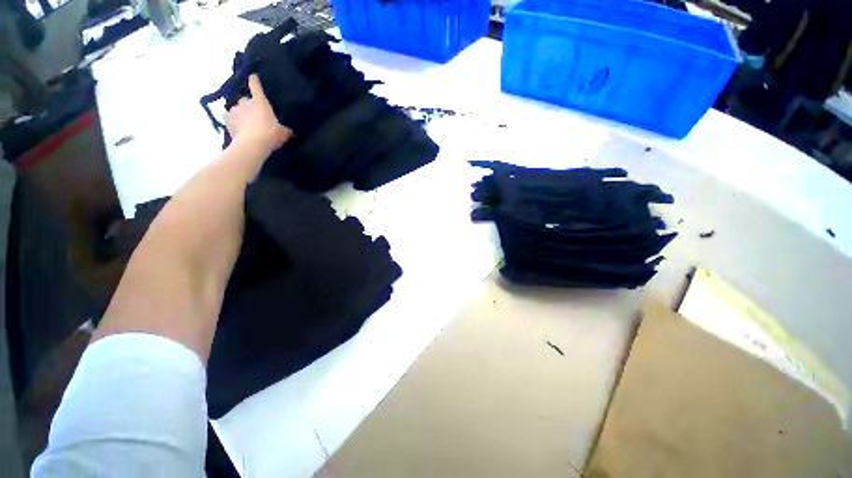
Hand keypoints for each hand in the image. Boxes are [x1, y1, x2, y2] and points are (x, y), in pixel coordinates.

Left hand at [226, 74, 291, 151]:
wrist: (252, 144)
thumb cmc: (270, 135)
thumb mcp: (284, 133)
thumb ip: (286, 130)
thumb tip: (291, 131)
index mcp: (260, 101)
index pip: (256, 85)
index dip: (255, 81)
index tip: (253, 77)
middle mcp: (245, 102)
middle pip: (245, 99)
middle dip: (248, 104)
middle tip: (254, 113)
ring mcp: (234, 110)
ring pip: (237, 108)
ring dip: (241, 113)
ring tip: (245, 122)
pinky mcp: (226, 119)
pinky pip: (228, 116)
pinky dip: (231, 120)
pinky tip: (236, 125)